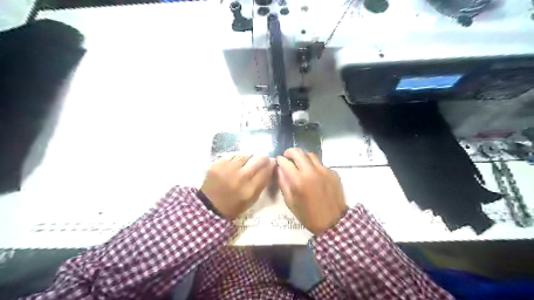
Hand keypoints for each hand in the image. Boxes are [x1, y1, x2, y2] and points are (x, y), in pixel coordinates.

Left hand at [200, 154, 274, 219]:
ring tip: (248, 161)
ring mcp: (228, 169)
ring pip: (245, 155)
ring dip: (249, 157)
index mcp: (250, 189)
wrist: (209, 207)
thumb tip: (269, 168)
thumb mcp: (252, 199)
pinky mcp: (218, 165)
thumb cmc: (234, 205)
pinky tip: (235, 165)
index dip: (271, 164)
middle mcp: (240, 177)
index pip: (266, 171)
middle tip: (263, 159)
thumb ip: (261, 184)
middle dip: (263, 158)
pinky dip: (236, 160)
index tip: (273, 162)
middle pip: (258, 160)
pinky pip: (232, 157)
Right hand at [277, 149, 348, 235]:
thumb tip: (279, 169)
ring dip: (303, 157)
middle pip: (298, 152)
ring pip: (311, 155)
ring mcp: (324, 170)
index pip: (285, 162)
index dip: (280, 160)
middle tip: (287, 157)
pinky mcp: (333, 172)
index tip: (279, 161)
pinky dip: (314, 166)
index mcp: (298, 180)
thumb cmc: (308, 215)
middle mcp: (311, 172)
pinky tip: (314, 175)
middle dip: (290, 152)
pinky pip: (321, 164)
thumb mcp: (290, 202)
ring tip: (300, 163)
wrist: (334, 222)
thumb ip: (283, 183)